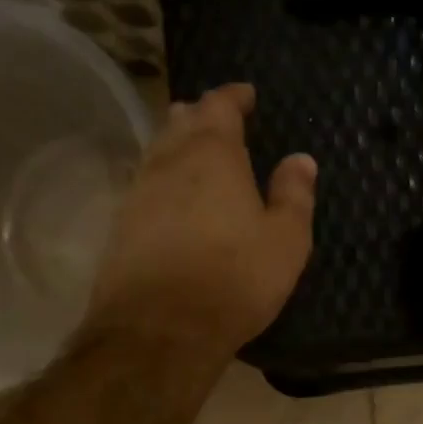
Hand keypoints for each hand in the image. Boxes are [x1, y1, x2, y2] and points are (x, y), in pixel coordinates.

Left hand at [86, 83, 315, 354]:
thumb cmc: (235, 279)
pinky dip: (165, 181)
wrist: (159, 329)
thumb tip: (300, 160)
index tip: (247, 94)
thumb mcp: (286, 241)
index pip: (219, 106)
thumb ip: (294, 196)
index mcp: (212, 155)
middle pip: (180, 121)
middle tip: (220, 121)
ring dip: (178, 146)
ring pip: (158, 152)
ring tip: (198, 154)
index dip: (234, 96)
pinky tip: (175, 199)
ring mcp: (138, 193)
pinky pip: (146, 186)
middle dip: (201, 116)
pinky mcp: (121, 226)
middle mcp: (168, 162)